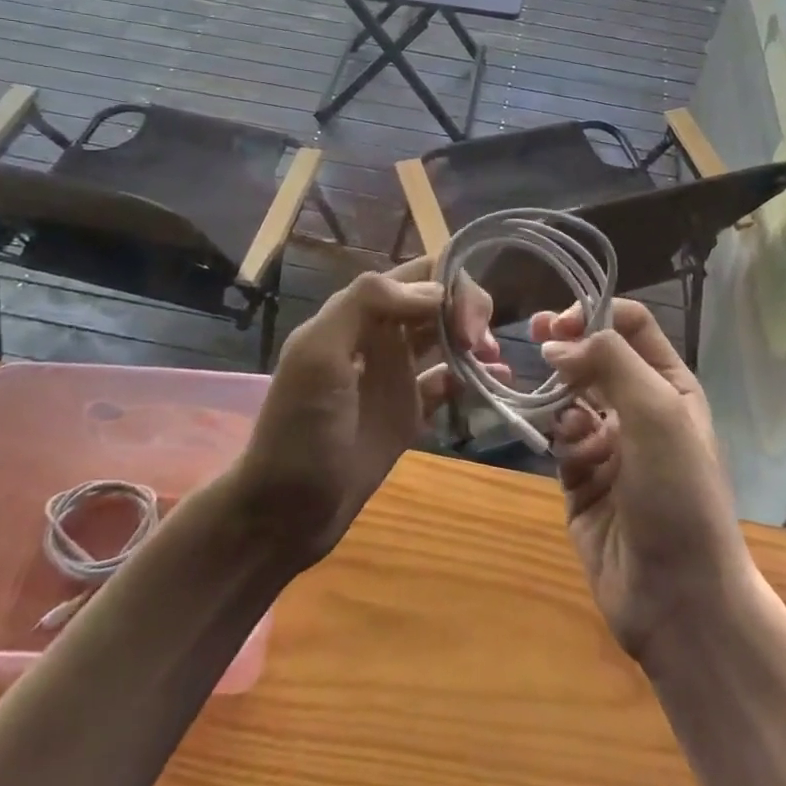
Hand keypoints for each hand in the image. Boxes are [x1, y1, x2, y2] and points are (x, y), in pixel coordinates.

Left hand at [230, 256, 497, 566]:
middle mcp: (382, 336)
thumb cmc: (299, 429)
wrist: (285, 511)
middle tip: (479, 344)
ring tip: (493, 361)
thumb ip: (366, 304)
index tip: (466, 318)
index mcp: (358, 313)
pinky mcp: (410, 412)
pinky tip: (499, 382)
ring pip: (448, 337)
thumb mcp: (319, 354)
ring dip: (476, 338)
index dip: (451, 282)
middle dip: (469, 310)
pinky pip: (450, 382)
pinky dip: (476, 377)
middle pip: (439, 301)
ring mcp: (398, 375)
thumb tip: (435, 292)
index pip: (418, 274)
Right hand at [534, 300, 754, 665]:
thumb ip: (609, 360)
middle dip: (567, 345)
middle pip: (595, 357)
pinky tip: (573, 459)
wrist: (679, 597)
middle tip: (532, 334)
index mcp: (669, 386)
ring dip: (562, 399)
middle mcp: (640, 409)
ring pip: (570, 398)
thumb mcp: (657, 411)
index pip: (630, 326)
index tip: (558, 322)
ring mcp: (610, 446)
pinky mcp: (582, 481)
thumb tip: (555, 341)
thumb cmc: (678, 491)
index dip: (594, 314)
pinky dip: (561, 441)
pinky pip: (560, 442)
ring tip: (566, 421)